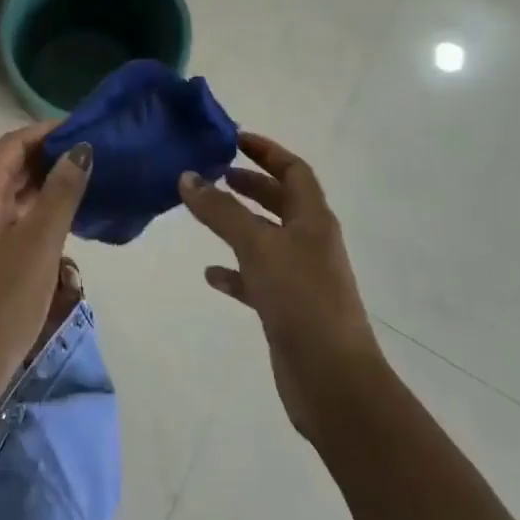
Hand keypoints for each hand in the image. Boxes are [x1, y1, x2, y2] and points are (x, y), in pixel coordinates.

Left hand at [0, 123, 91, 409]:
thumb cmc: (2, 302)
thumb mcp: (39, 244)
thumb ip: (61, 191)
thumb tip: (81, 147)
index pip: (14, 142)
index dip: (50, 131)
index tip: (89, 128)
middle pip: (11, 162)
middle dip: (50, 154)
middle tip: (96, 153)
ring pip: (12, 189)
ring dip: (45, 181)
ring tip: (88, 177)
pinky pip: (9, 213)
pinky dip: (36, 206)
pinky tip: (65, 212)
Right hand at [180, 131, 383, 437]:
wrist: (333, 380)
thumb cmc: (301, 299)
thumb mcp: (258, 246)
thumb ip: (221, 211)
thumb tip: (187, 176)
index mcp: (313, 219)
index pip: (294, 171)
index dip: (267, 151)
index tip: (235, 139)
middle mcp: (310, 243)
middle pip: (281, 201)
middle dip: (251, 184)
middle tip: (216, 173)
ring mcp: (300, 277)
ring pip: (266, 238)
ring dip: (238, 224)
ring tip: (205, 214)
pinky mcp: (287, 309)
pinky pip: (256, 278)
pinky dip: (234, 271)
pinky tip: (210, 273)